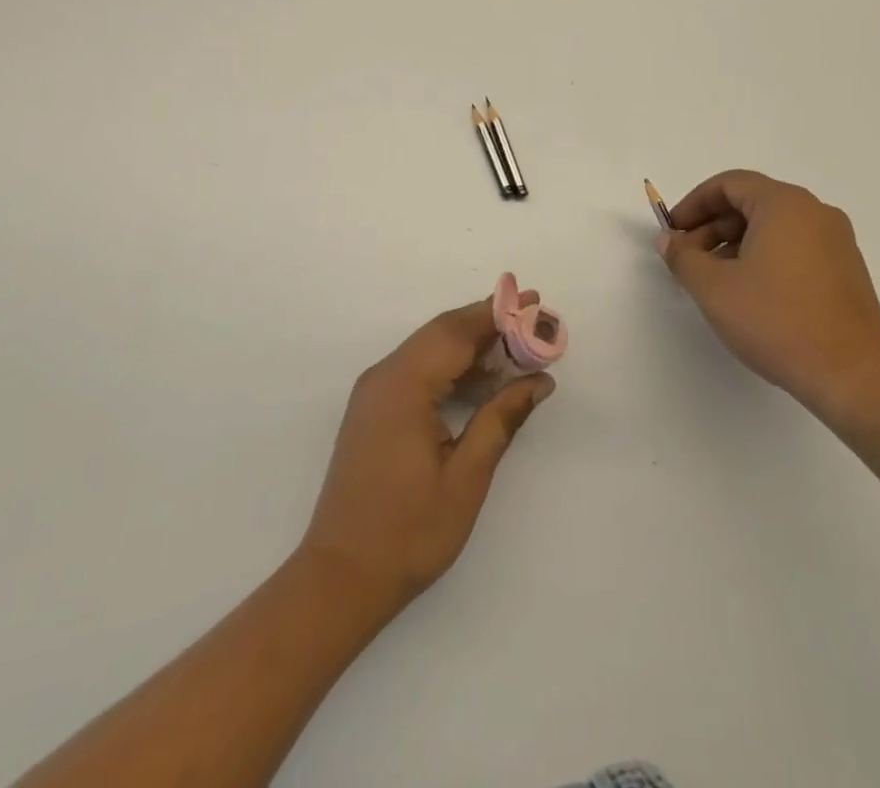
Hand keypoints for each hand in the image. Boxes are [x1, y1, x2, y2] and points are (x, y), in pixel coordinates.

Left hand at [299, 297, 553, 614]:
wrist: (340, 578)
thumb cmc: (408, 532)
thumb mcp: (466, 477)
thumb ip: (502, 419)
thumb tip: (539, 381)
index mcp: (404, 384)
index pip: (456, 331)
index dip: (498, 313)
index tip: (536, 302)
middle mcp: (384, 376)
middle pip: (442, 334)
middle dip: (489, 324)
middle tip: (534, 322)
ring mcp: (375, 393)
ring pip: (430, 350)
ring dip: (472, 346)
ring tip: (518, 351)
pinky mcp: (374, 411)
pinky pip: (418, 371)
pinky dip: (452, 368)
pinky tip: (482, 383)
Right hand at [659, 170, 879, 428]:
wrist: (852, 376)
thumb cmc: (777, 321)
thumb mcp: (714, 288)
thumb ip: (683, 257)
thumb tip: (670, 240)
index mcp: (785, 204)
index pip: (729, 184)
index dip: (693, 204)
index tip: (673, 232)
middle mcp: (815, 213)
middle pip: (751, 203)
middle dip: (712, 227)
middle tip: (687, 259)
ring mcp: (837, 242)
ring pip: (773, 227)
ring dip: (735, 244)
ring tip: (713, 280)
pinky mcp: (846, 271)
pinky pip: (794, 247)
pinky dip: (764, 257)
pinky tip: (749, 293)